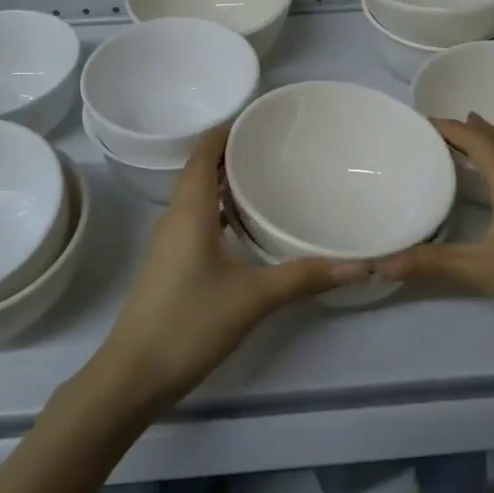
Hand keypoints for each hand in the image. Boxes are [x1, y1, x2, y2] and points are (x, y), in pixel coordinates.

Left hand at [88, 126, 369, 413]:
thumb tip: (359, 264)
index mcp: (189, 210)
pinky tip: (249, 225)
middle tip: (279, 145)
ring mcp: (170, 241)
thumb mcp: (253, 297)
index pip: (204, 152)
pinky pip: (198, 218)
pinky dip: (222, 209)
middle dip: (234, 152)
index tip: (264, 118)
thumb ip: (305, 276)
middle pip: (202, 169)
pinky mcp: (172, 262)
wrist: (134, 374)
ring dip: (227, 181)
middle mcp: (176, 216)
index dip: (228, 129)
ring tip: (269, 176)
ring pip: (199, 195)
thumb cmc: (189, 322)